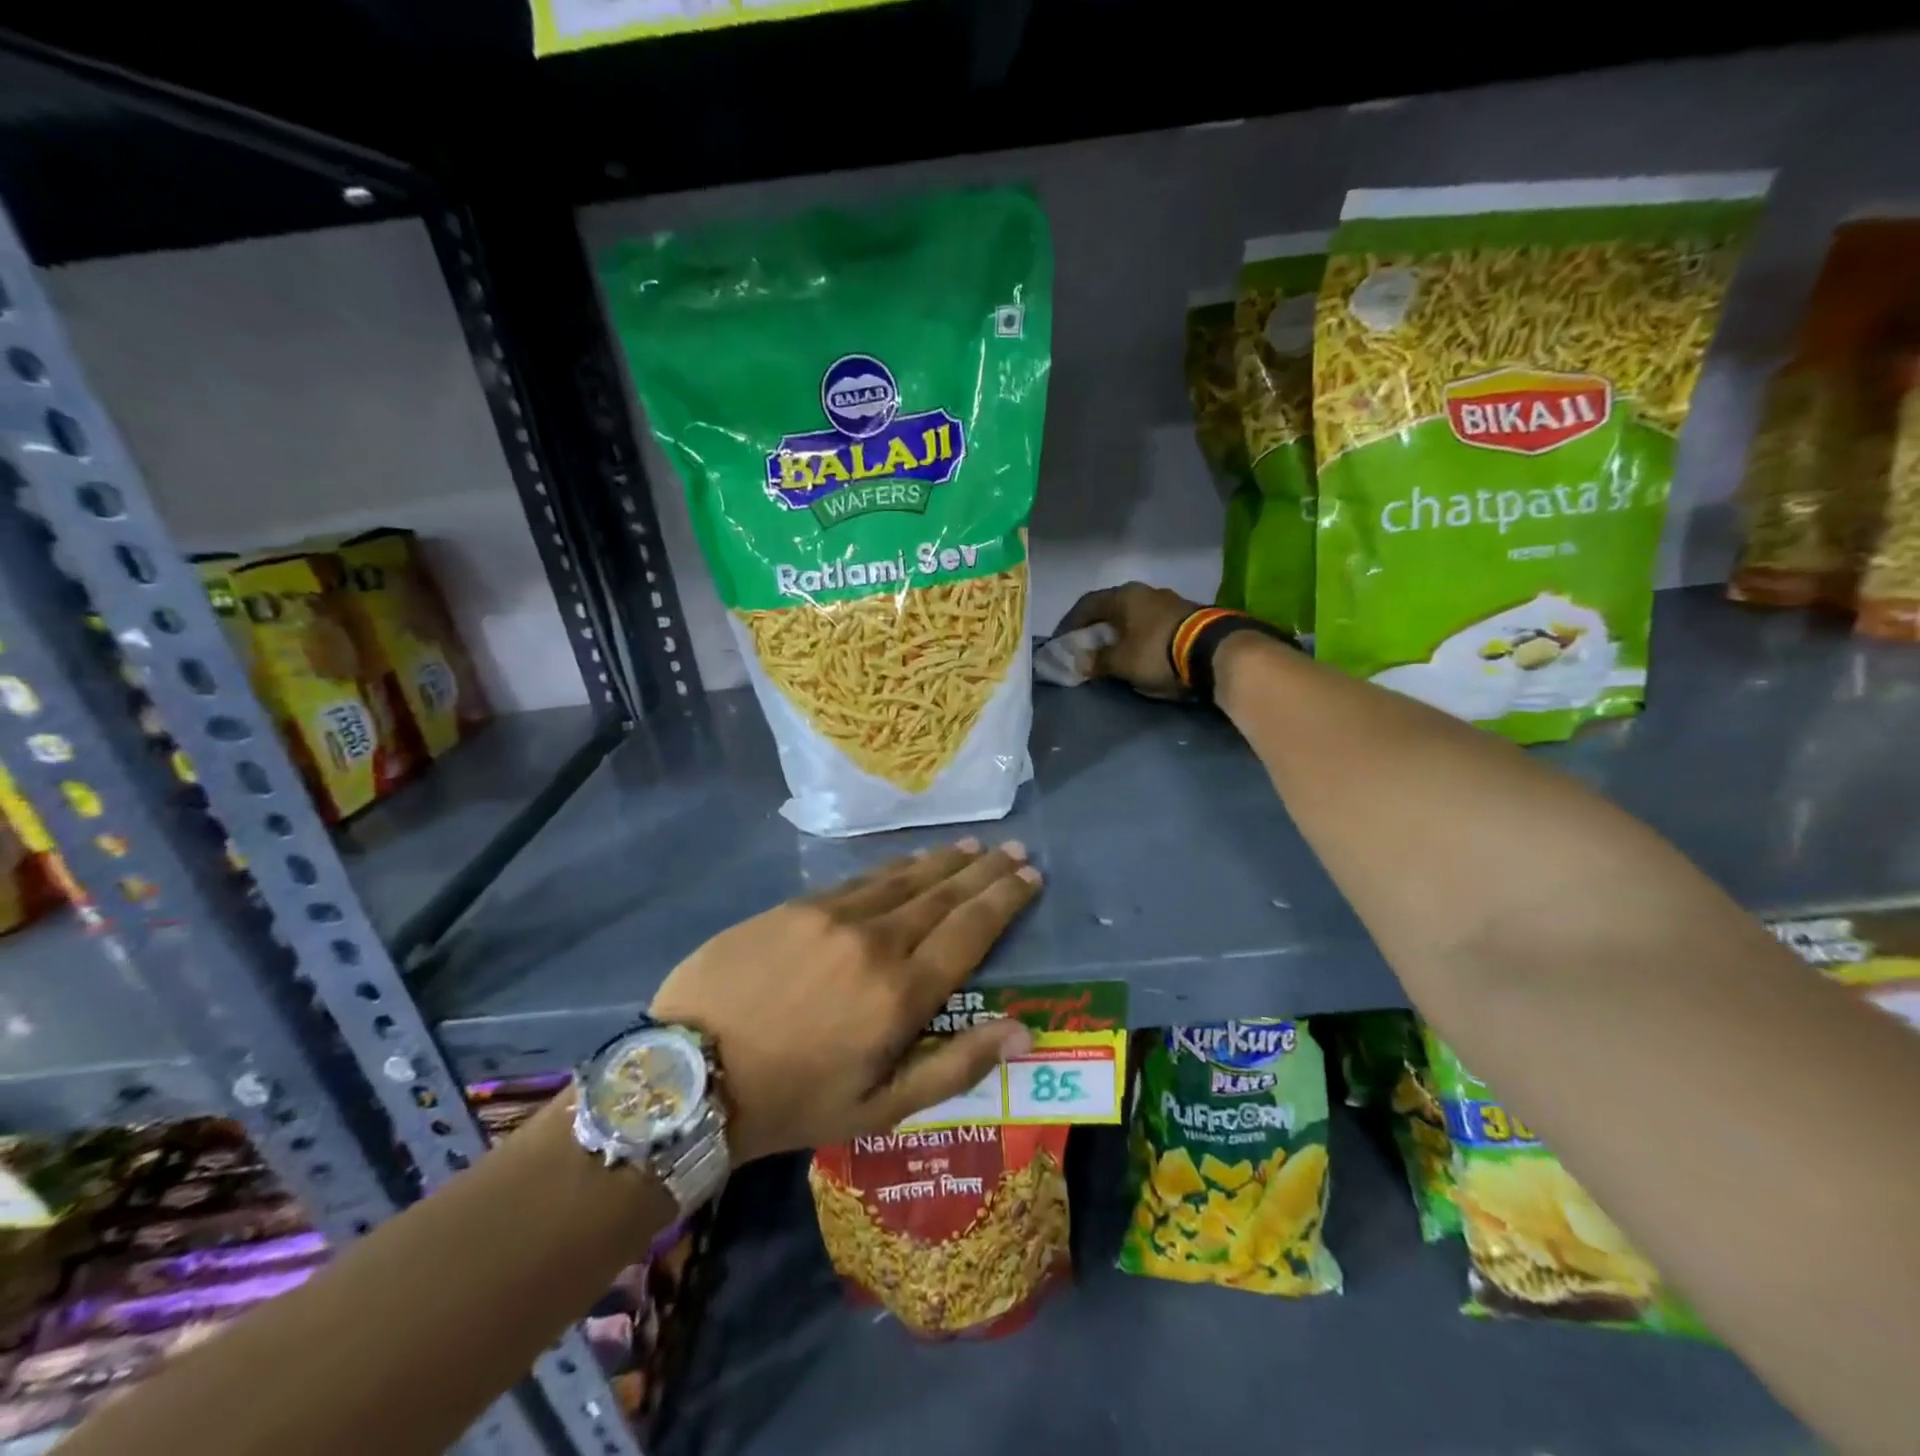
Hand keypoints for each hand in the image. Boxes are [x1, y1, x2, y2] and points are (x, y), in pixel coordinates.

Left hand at [650, 840, 1041, 1162]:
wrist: (691, 1072)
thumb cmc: (792, 1101)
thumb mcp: (879, 1109)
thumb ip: (955, 1067)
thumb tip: (1023, 1032)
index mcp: (901, 993)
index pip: (970, 930)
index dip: (1004, 900)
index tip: (1030, 876)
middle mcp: (876, 940)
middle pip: (943, 894)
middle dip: (984, 871)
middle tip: (1014, 849)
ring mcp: (833, 915)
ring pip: (903, 878)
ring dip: (943, 861)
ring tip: (972, 847)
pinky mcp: (797, 905)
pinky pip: (860, 879)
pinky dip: (894, 868)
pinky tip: (909, 861)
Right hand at [1055, 582, 1202, 699]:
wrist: (1214, 650)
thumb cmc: (1157, 652)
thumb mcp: (1121, 662)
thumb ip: (1098, 660)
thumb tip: (1081, 662)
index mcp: (1123, 596)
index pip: (1087, 605)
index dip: (1070, 623)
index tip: (1062, 641)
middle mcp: (1144, 591)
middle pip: (1111, 607)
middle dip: (1096, 627)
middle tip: (1086, 645)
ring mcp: (1168, 600)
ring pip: (1134, 614)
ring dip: (1120, 631)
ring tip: (1113, 650)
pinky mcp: (1187, 614)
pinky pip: (1152, 623)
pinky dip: (1140, 635)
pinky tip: (1140, 650)